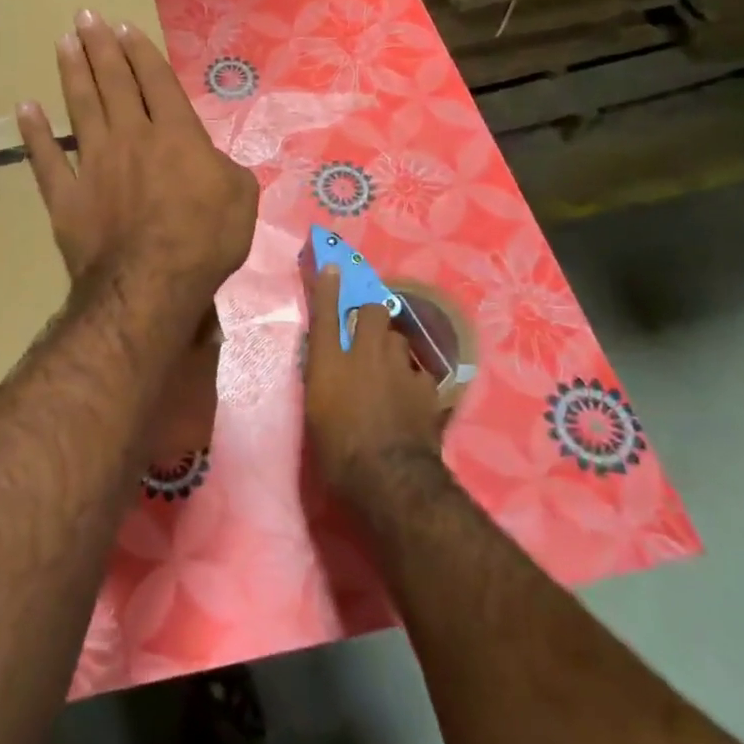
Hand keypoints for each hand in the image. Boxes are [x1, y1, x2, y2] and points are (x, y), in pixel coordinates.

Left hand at [17, 10, 257, 304]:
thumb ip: (225, 168)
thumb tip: (209, 160)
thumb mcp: (240, 198)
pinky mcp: (66, 196)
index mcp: (176, 135)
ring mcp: (93, 165)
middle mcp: (130, 138)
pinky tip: (25, 109)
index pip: (156, 82)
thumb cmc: (204, 241)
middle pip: (113, 83)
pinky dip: (34, 134)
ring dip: (72, 73)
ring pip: (80, 108)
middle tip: (85, 17)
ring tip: (63, 43)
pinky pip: (45, 159)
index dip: (141, 53)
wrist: (150, 283)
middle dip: (100, 48)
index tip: (124, 28)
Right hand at [303, 264, 448, 501]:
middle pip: (375, 311)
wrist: (389, 476)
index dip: (328, 287)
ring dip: (392, 347)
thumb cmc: (337, 449)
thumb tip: (327, 364)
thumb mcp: (316, 411)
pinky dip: (412, 377)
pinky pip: (418, 371)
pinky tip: (409, 394)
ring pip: (400, 339)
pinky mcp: (427, 388)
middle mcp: (366, 355)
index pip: (326, 313)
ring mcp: (401, 368)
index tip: (332, 267)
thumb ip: (323, 378)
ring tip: (389, 367)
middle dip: (372, 313)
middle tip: (367, 330)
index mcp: (330, 361)